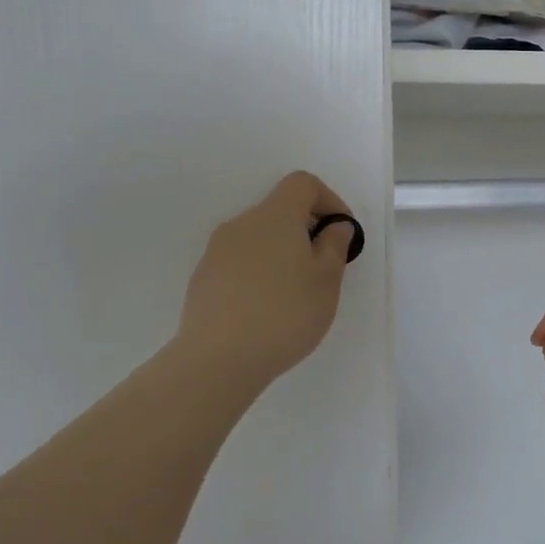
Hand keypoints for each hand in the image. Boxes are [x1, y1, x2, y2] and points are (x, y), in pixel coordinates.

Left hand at [176, 171, 358, 394]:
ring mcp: (217, 251)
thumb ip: (334, 245)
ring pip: (258, 238)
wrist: (218, 359)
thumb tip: (334, 226)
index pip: (303, 184)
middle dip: (306, 231)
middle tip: (323, 268)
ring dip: (281, 254)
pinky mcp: (203, 278)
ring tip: (295, 294)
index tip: (341, 233)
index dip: (329, 200)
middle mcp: (242, 224)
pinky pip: (240, 262)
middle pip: (279, 210)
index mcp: (275, 216)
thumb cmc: (285, 313)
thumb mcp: (326, 280)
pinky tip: (266, 310)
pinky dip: (259, 273)